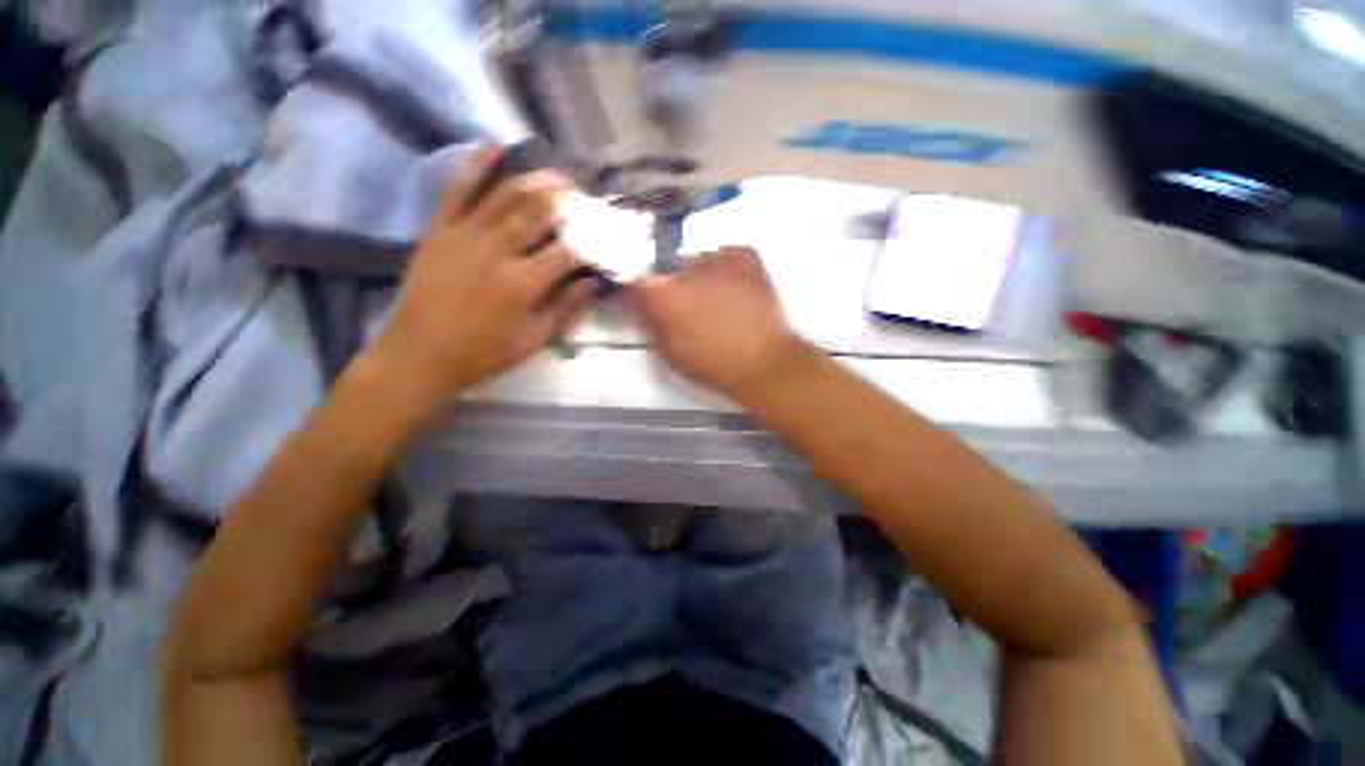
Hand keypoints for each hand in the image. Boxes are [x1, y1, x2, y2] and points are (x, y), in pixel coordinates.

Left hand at [370, 146, 595, 411]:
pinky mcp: (439, 230)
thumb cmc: (485, 353)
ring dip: (535, 179)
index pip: (568, 251)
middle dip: (567, 200)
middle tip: (585, 194)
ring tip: (556, 173)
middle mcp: (497, 252)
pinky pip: (458, 191)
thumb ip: (566, 308)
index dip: (591, 240)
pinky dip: (476, 166)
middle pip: (539, 213)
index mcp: (524, 284)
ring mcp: (465, 236)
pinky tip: (495, 147)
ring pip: (505, 195)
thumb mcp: (535, 339)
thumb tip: (594, 283)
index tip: (605, 234)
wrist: (421, 354)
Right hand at [629, 246, 809, 397]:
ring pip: (697, 263)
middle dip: (672, 287)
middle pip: (668, 271)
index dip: (639, 293)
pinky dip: (725, 270)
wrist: (764, 362)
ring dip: (699, 278)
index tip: (646, 303)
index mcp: (664, 293)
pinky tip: (734, 292)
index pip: (635, 280)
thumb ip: (648, 321)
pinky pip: (725, 257)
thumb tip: (637, 302)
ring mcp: (719, 256)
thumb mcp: (670, 351)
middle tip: (689, 310)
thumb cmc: (713, 363)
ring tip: (717, 303)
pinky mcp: (745, 255)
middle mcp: (685, 267)